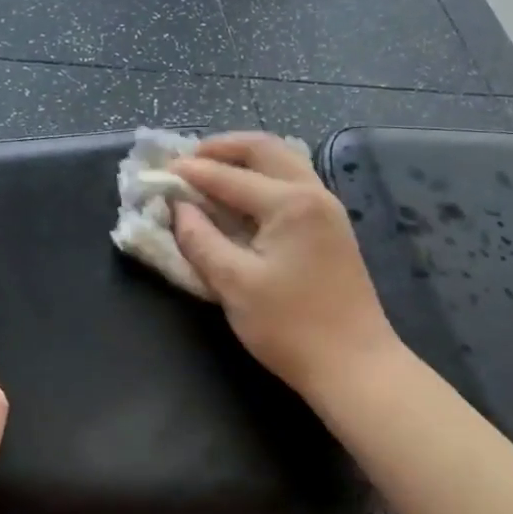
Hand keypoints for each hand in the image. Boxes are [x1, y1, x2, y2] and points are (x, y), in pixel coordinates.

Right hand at [170, 134, 403, 402]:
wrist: (355, 365)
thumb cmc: (290, 327)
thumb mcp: (234, 285)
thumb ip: (200, 240)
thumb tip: (178, 208)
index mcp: (290, 203)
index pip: (229, 177)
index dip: (190, 173)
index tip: (158, 172)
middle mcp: (313, 193)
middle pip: (264, 149)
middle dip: (222, 148)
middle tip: (187, 159)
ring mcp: (327, 209)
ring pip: (283, 162)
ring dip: (244, 159)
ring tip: (210, 171)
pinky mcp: (331, 227)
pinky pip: (293, 182)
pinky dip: (262, 177)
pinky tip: (242, 196)